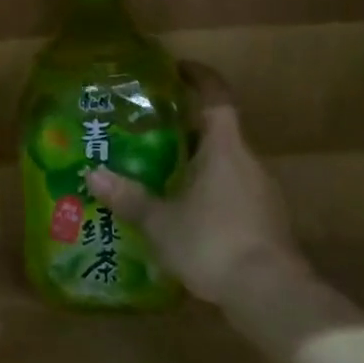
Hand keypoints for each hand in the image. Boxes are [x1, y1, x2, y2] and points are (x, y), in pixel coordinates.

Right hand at [86, 63, 297, 311]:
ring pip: (226, 164)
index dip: (199, 78)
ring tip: (163, 174)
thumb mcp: (161, 222)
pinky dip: (211, 193)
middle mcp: (247, 162)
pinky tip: (188, 214)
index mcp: (224, 149)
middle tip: (151, 132)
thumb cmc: (212, 243)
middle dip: (187, 128)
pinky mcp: (267, 220)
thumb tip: (92, 174)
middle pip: (219, 132)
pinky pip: (234, 192)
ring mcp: (263, 192)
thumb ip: (129, 198)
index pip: (217, 97)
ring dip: (198, 164)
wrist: (270, 293)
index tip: (178, 69)